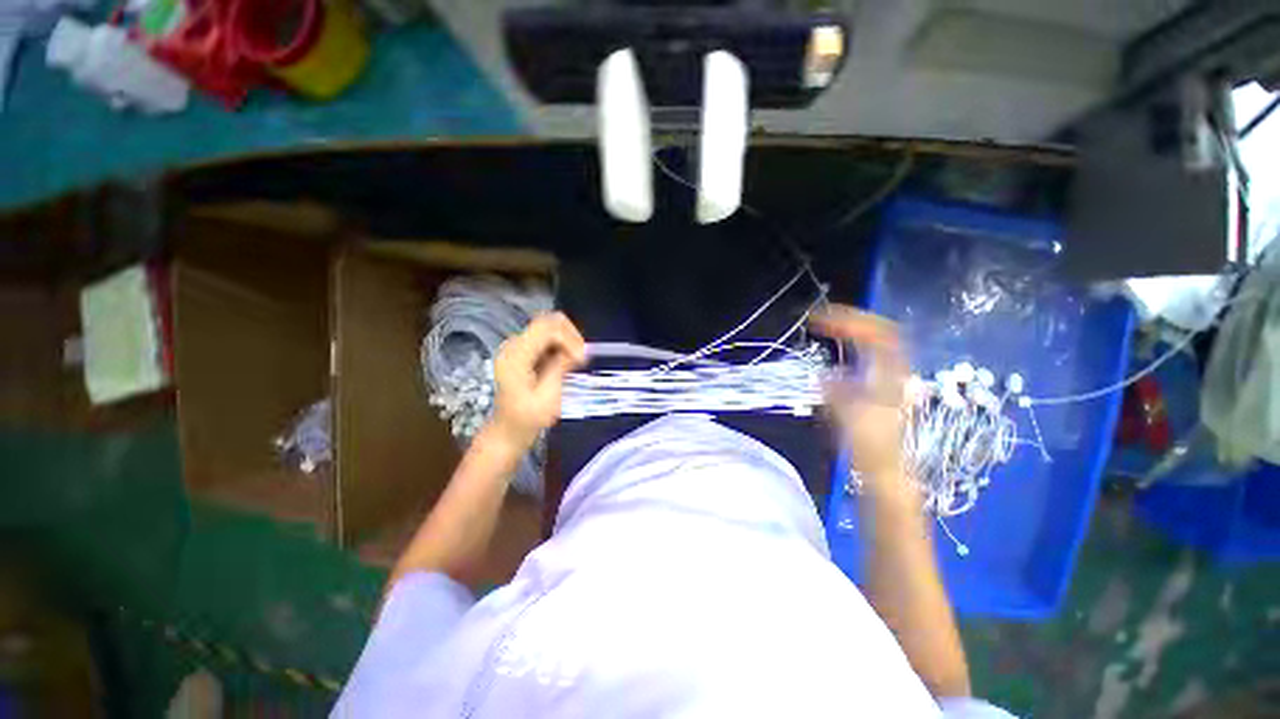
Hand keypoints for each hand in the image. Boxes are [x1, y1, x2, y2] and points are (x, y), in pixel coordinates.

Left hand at [491, 312, 586, 449]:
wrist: (508, 430)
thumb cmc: (528, 418)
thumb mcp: (548, 396)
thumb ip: (561, 368)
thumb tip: (579, 350)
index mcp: (516, 355)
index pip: (547, 329)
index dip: (569, 339)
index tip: (582, 359)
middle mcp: (514, 344)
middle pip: (548, 322)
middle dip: (570, 335)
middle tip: (582, 356)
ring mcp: (517, 346)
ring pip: (549, 327)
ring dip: (567, 340)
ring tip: (576, 360)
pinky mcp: (523, 351)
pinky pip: (547, 337)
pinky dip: (561, 345)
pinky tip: (567, 361)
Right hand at [811, 305, 912, 492]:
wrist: (887, 471)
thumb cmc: (870, 449)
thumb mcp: (848, 420)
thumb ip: (837, 393)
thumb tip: (823, 374)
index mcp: (889, 377)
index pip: (877, 334)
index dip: (849, 320)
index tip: (818, 319)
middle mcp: (895, 372)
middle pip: (881, 330)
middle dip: (851, 318)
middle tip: (821, 316)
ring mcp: (892, 378)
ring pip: (878, 339)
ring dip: (853, 327)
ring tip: (828, 324)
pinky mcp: (885, 385)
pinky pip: (872, 352)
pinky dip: (854, 342)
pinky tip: (839, 346)